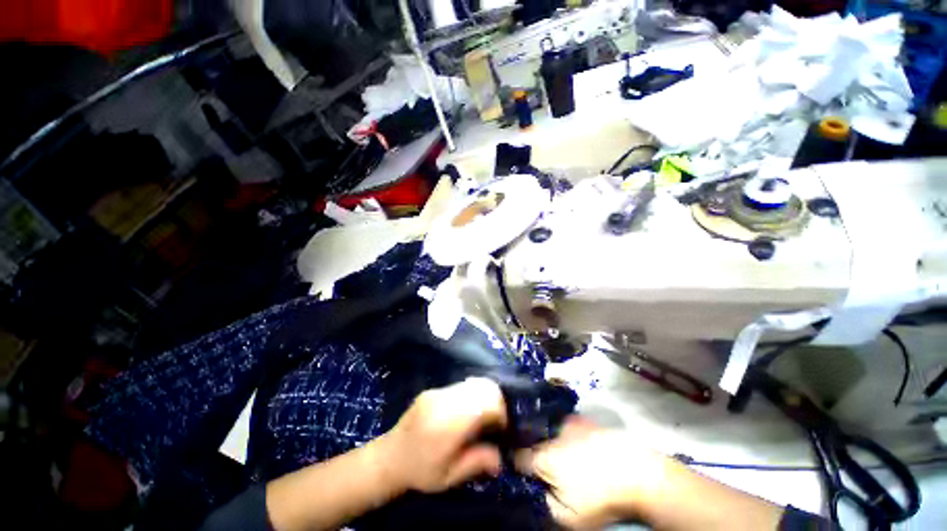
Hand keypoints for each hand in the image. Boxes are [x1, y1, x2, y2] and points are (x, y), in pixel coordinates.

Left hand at [375, 377, 507, 493]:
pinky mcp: (434, 389)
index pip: (486, 402)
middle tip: (496, 422)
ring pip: (474, 382)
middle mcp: (444, 400)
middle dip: (497, 401)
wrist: (389, 457)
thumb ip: (477, 462)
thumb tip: (501, 456)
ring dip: (485, 396)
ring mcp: (438, 391)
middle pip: (483, 386)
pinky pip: (462, 385)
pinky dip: (473, 394)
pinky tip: (467, 412)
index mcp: (449, 423)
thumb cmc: (420, 471)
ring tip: (483, 416)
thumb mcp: (449, 476)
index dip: (501, 412)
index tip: (502, 429)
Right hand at [516, 416, 670, 529]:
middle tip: (542, 467)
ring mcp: (568, 423)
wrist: (639, 473)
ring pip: (548, 430)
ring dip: (548, 440)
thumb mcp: (568, 517)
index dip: (514, 465)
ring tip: (560, 456)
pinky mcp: (584, 420)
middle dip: (532, 451)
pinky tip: (575, 445)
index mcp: (543, 456)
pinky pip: (565, 424)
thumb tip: (530, 490)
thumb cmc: (601, 498)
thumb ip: (543, 503)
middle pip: (532, 441)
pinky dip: (564, 433)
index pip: (516, 457)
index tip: (520, 472)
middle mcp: (551, 433)